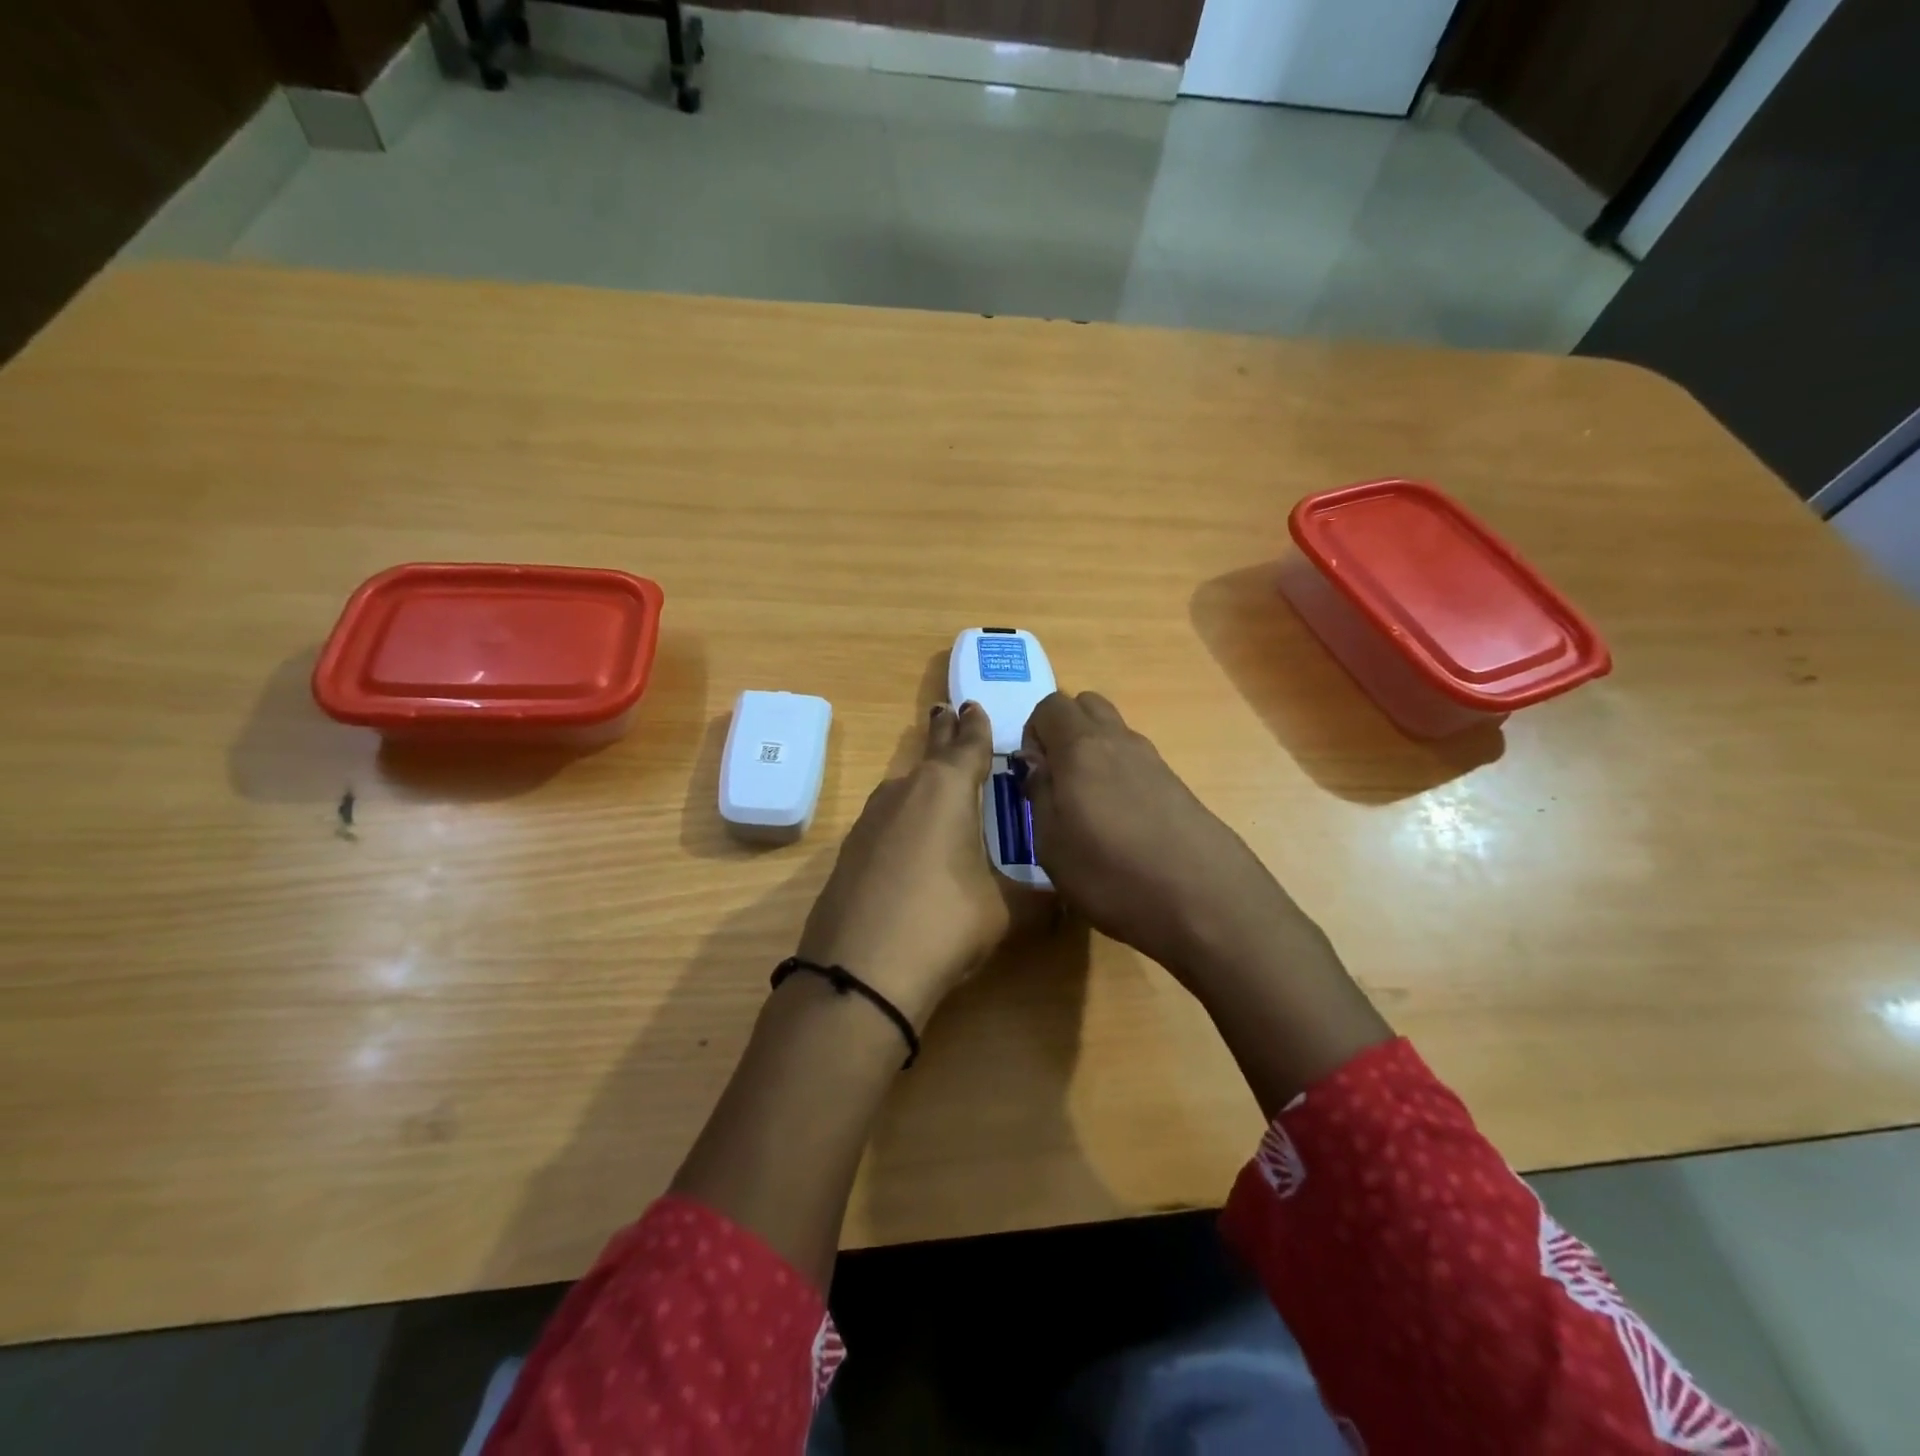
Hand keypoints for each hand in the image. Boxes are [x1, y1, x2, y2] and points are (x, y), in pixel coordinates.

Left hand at [796, 701, 1026, 1029]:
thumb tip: (1063, 900)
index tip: (973, 705)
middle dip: (942, 733)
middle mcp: (905, 791)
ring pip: (903, 785)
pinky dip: (903, 814)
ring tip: (936, 776)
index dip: (976, 726)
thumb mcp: (1003, 913)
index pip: (968, 745)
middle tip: (946, 712)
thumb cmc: (945, 923)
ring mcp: (871, 819)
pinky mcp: (850, 850)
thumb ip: (1036, 900)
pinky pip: (885, 818)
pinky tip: (909, 834)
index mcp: (947, 789)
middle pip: (929, 752)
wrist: (859, 970)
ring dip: (922, 775)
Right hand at [1017, 691, 1309, 984]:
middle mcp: (1120, 741)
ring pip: (1114, 733)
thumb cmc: (1112, 875)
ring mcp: (1154, 761)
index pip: (1050, 705)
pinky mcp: (1178, 785)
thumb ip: (1040, 794)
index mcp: (1082, 747)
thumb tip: (1038, 765)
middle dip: (1064, 731)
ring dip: (1093, 754)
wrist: (1206, 902)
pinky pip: (1136, 762)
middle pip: (1086, 706)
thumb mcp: (1052, 845)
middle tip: (1057, 780)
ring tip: (1088, 808)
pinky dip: (1119, 775)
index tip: (1033, 776)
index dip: (1032, 733)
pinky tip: (1121, 824)